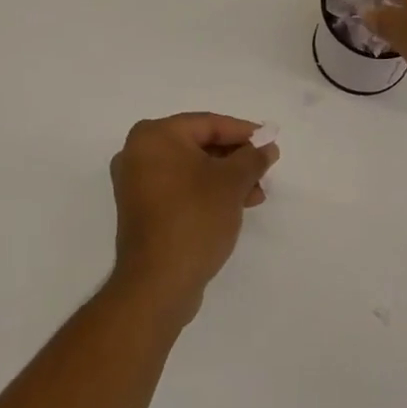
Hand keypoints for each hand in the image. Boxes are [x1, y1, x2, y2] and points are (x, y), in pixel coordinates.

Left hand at [108, 113, 277, 321]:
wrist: (158, 284)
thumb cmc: (194, 218)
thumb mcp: (232, 182)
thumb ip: (253, 158)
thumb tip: (267, 146)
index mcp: (154, 136)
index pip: (208, 124)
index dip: (244, 132)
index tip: (270, 141)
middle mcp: (138, 153)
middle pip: (199, 145)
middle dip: (235, 158)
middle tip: (264, 169)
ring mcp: (136, 183)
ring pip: (191, 169)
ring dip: (225, 178)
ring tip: (255, 195)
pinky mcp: (141, 210)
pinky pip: (180, 188)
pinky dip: (206, 192)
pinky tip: (234, 206)